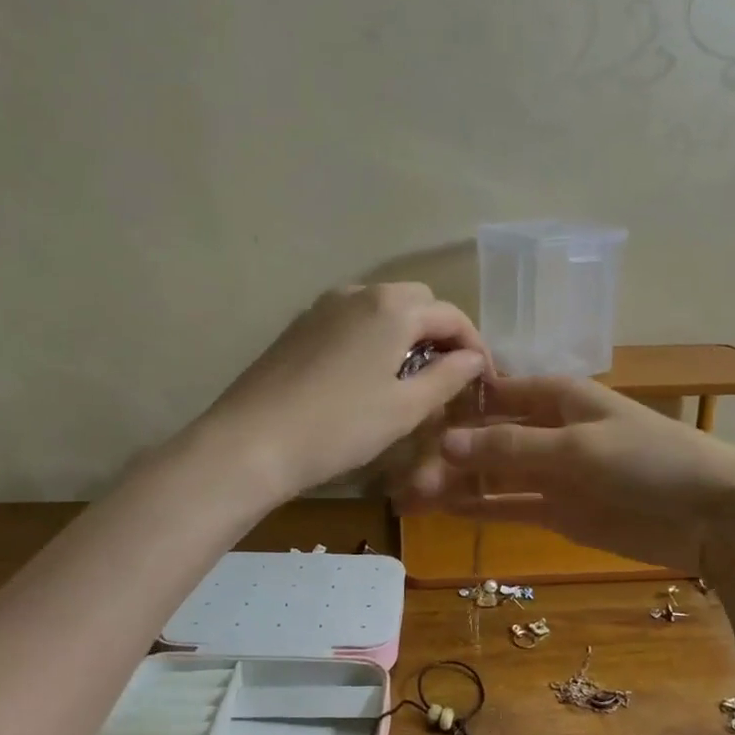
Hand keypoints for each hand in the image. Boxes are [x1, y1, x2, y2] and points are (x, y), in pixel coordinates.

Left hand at [200, 283, 487, 501]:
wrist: (250, 441)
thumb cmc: (339, 427)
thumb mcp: (405, 408)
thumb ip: (447, 377)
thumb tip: (472, 359)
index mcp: (392, 308)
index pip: (450, 314)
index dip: (473, 344)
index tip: (483, 378)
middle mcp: (358, 293)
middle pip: (416, 302)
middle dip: (438, 333)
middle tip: (447, 376)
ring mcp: (323, 307)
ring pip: (381, 308)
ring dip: (404, 333)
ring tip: (408, 377)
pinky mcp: (299, 326)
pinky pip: (351, 320)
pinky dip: (372, 337)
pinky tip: (366, 375)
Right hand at [396, 375, 734, 571]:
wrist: (714, 515)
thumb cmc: (649, 460)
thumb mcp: (577, 447)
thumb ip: (510, 446)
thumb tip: (444, 442)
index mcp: (558, 397)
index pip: (495, 392)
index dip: (455, 402)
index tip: (410, 413)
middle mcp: (550, 429)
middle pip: (487, 435)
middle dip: (447, 450)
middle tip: (398, 469)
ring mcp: (554, 472)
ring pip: (493, 473)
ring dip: (455, 482)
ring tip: (407, 494)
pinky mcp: (560, 510)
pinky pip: (510, 505)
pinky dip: (479, 507)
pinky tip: (442, 510)